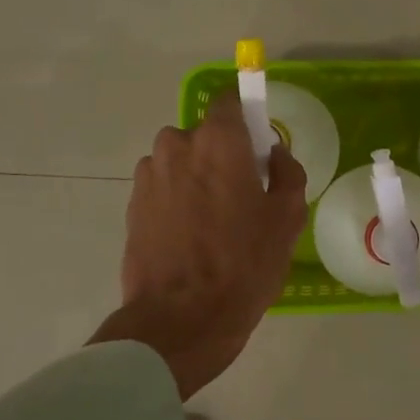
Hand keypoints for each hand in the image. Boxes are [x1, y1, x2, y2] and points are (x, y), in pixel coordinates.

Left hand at [91, 92, 306, 399]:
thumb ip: (288, 172)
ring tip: (212, 224)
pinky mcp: (131, 204)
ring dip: (196, 179)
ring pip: (181, 163)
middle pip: (204, 136)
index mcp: (218, 140)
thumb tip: (274, 154)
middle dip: (222, 156)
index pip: (230, 101)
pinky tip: (189, 238)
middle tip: (241, 197)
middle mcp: (176, 145)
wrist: (181, 318)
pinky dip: (176, 201)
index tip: (258, 148)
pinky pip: (163, 188)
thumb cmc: (243, 264)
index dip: (247, 119)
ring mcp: (148, 175)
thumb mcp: (287, 219)